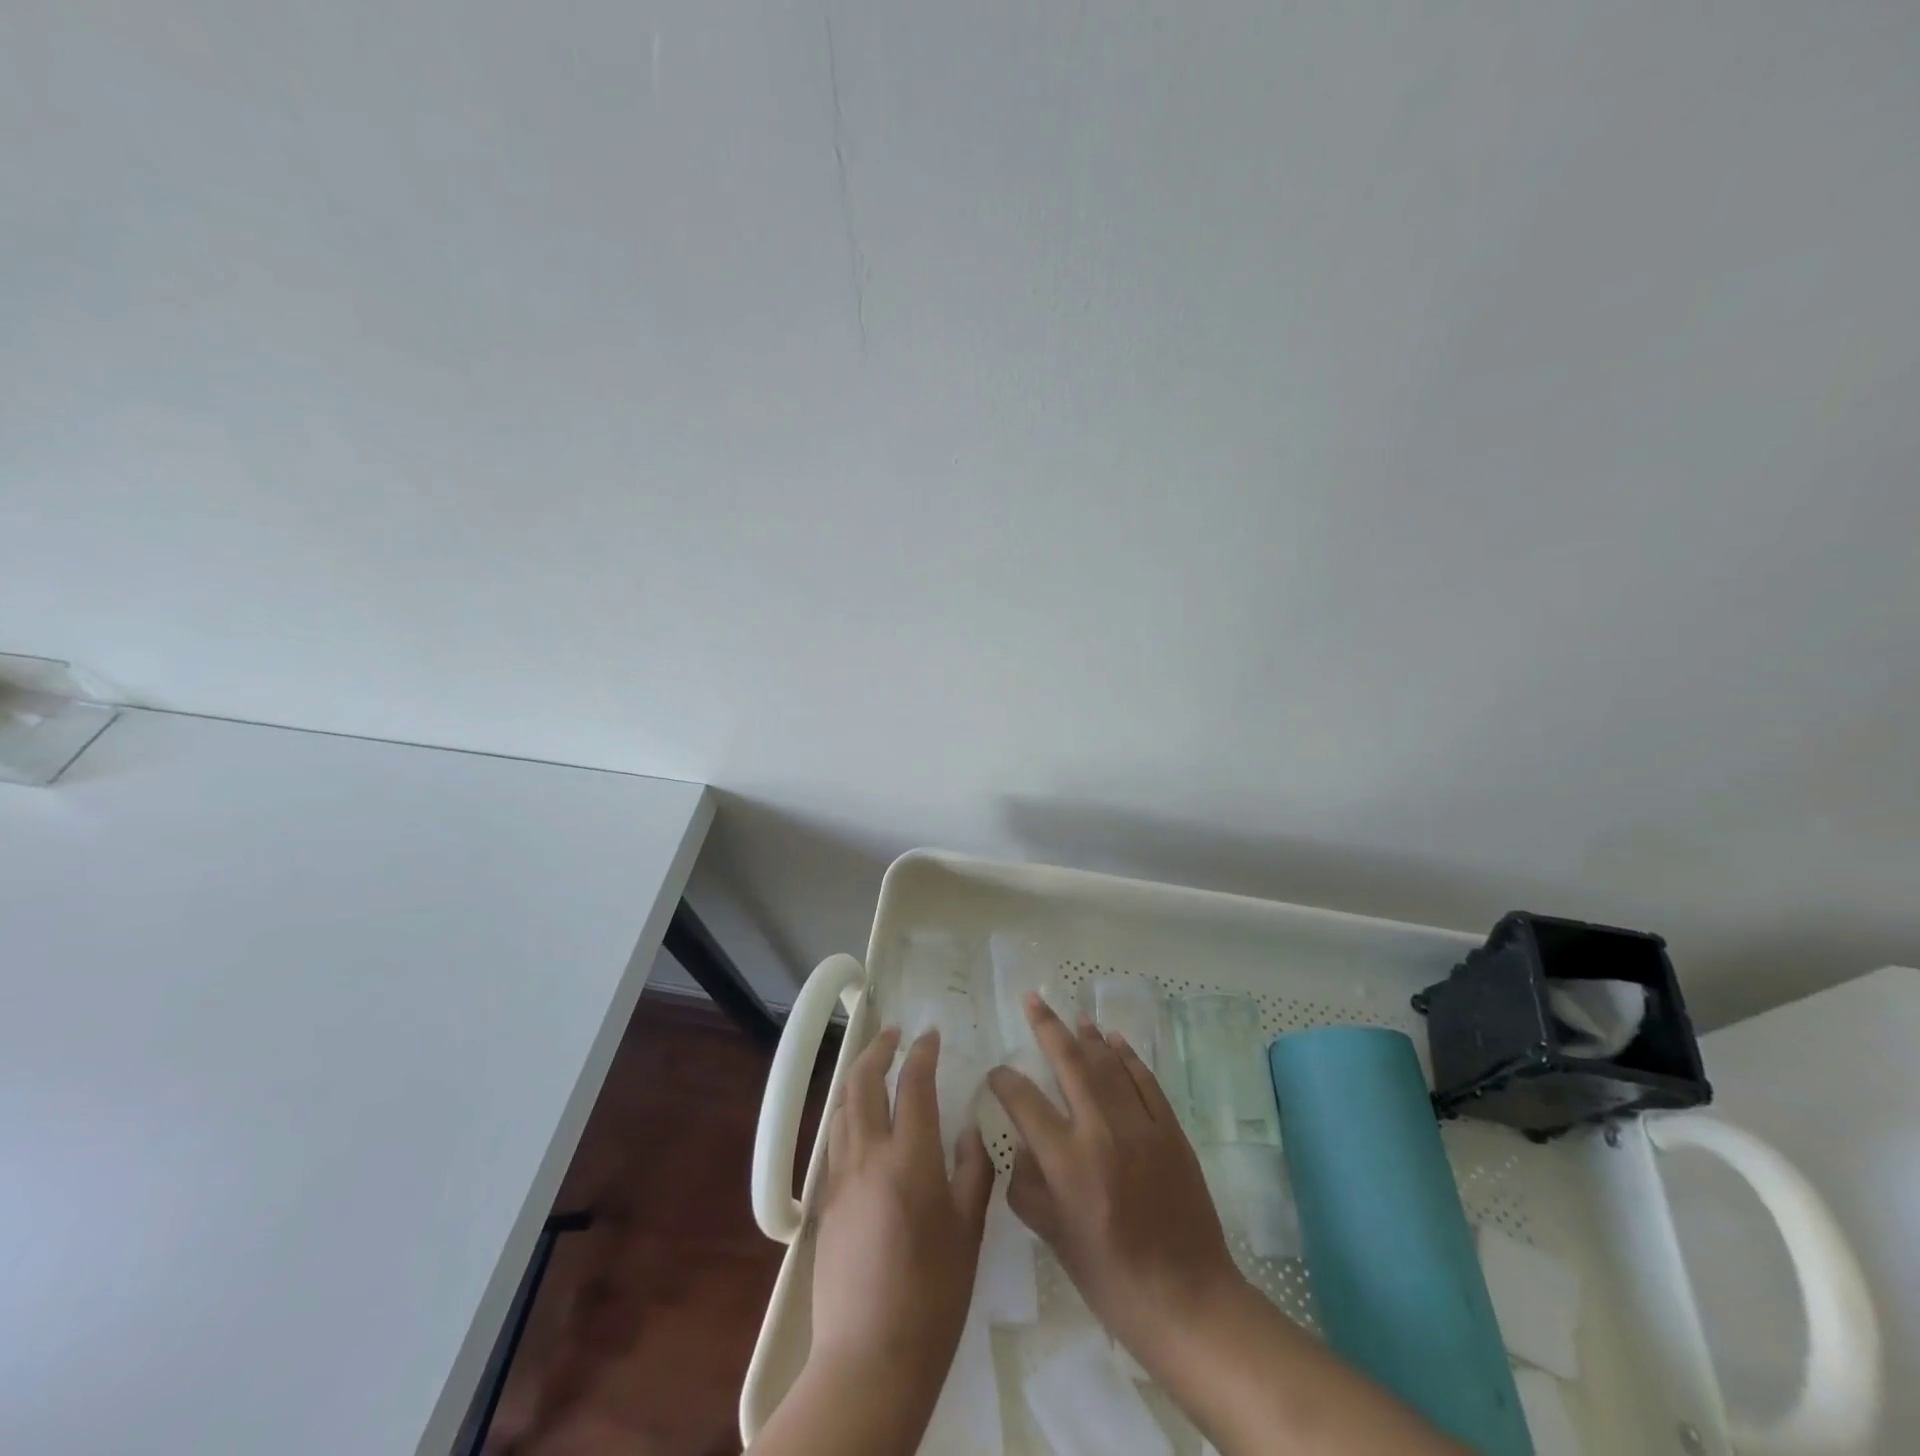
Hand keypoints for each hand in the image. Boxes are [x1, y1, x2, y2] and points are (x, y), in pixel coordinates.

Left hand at [809, 1025, 994, 1407]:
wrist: (869, 1358)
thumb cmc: (933, 1295)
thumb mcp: (969, 1231)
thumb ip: (974, 1171)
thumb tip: (970, 1130)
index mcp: (910, 1157)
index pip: (913, 1084)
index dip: (922, 1052)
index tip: (930, 1034)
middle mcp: (868, 1155)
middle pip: (862, 1081)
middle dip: (878, 1049)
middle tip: (895, 1035)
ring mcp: (839, 1177)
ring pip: (841, 1107)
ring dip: (857, 1078)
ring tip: (876, 1071)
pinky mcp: (824, 1202)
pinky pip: (834, 1140)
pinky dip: (847, 1114)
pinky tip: (862, 1125)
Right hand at [987, 995, 1466, 1455]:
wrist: (1187, 1300)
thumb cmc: (1111, 1278)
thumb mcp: (1055, 1239)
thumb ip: (1028, 1186)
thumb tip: (1020, 1146)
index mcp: (1067, 1161)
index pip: (1025, 1101)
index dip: (1005, 1081)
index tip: (996, 1074)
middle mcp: (1102, 1130)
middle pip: (1069, 1061)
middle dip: (1046, 1026)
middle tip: (1031, 999)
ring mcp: (1141, 1125)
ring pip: (1109, 1063)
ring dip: (1088, 1036)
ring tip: (1073, 1015)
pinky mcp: (1171, 1130)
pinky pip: (1145, 1080)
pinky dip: (1128, 1056)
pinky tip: (1116, 1041)